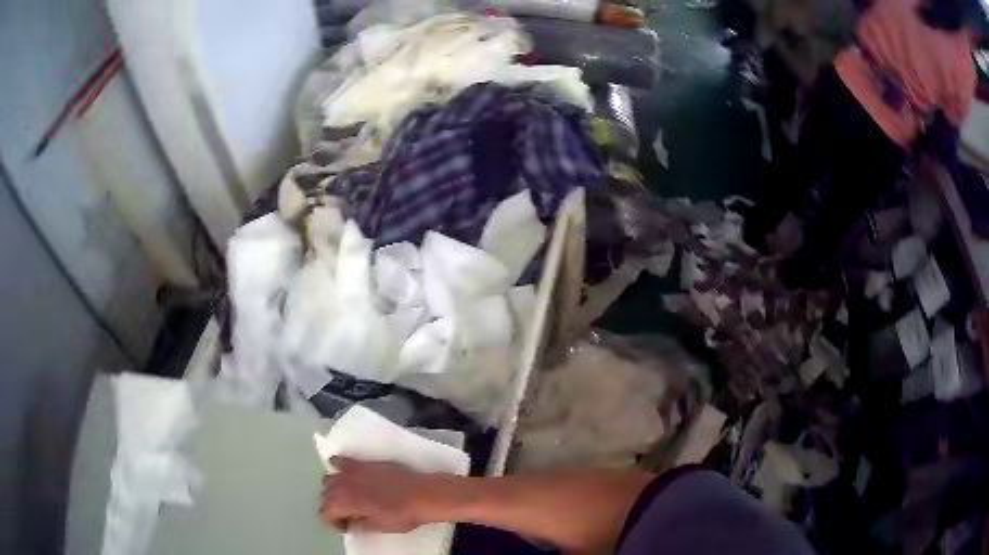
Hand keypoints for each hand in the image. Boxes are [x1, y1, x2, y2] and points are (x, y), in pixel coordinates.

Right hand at [319, 456, 444, 533]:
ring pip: (328, 478)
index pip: (324, 513)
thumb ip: (359, 525)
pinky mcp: (363, 462)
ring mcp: (353, 471)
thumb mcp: (379, 526)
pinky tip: (345, 475)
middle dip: (332, 507)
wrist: (423, 494)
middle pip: (325, 495)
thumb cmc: (403, 514)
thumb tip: (351, 523)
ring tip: (348, 498)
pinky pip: (340, 460)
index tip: (346, 527)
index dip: (332, 523)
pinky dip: (336, 467)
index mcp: (346, 502)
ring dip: (333, 489)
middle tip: (348, 516)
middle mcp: (343, 484)